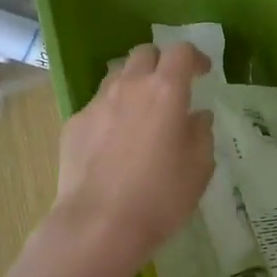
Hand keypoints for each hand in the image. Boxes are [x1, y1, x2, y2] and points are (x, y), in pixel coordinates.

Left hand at [52, 41, 212, 274]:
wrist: (98, 225)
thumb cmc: (160, 197)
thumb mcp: (199, 168)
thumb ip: (201, 133)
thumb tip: (196, 117)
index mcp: (165, 91)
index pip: (180, 51)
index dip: (194, 57)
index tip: (203, 72)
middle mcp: (129, 87)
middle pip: (143, 53)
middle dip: (160, 62)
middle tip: (170, 87)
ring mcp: (97, 103)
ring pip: (116, 76)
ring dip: (133, 84)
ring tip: (140, 112)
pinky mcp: (74, 124)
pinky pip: (97, 106)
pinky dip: (110, 114)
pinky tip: (113, 143)